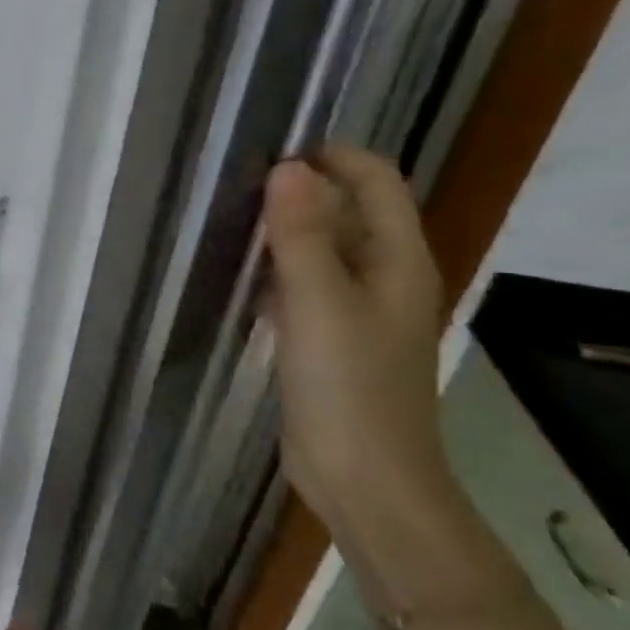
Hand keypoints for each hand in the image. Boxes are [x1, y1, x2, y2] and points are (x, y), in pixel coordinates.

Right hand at [263, 146, 450, 551]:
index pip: (377, 183)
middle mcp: (385, 278)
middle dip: (303, 193)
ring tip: (231, 224)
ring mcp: (359, 313)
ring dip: (287, 233)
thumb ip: (303, 235)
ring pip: (325, 252)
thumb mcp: (319, 303)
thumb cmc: (349, 386)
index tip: (273, 152)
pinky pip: (307, 289)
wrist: (365, 477)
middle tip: (238, 188)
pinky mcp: (332, 342)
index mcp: (398, 261)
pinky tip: (243, 279)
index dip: (335, 158)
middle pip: (350, 214)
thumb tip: (288, 168)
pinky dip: (279, 273)